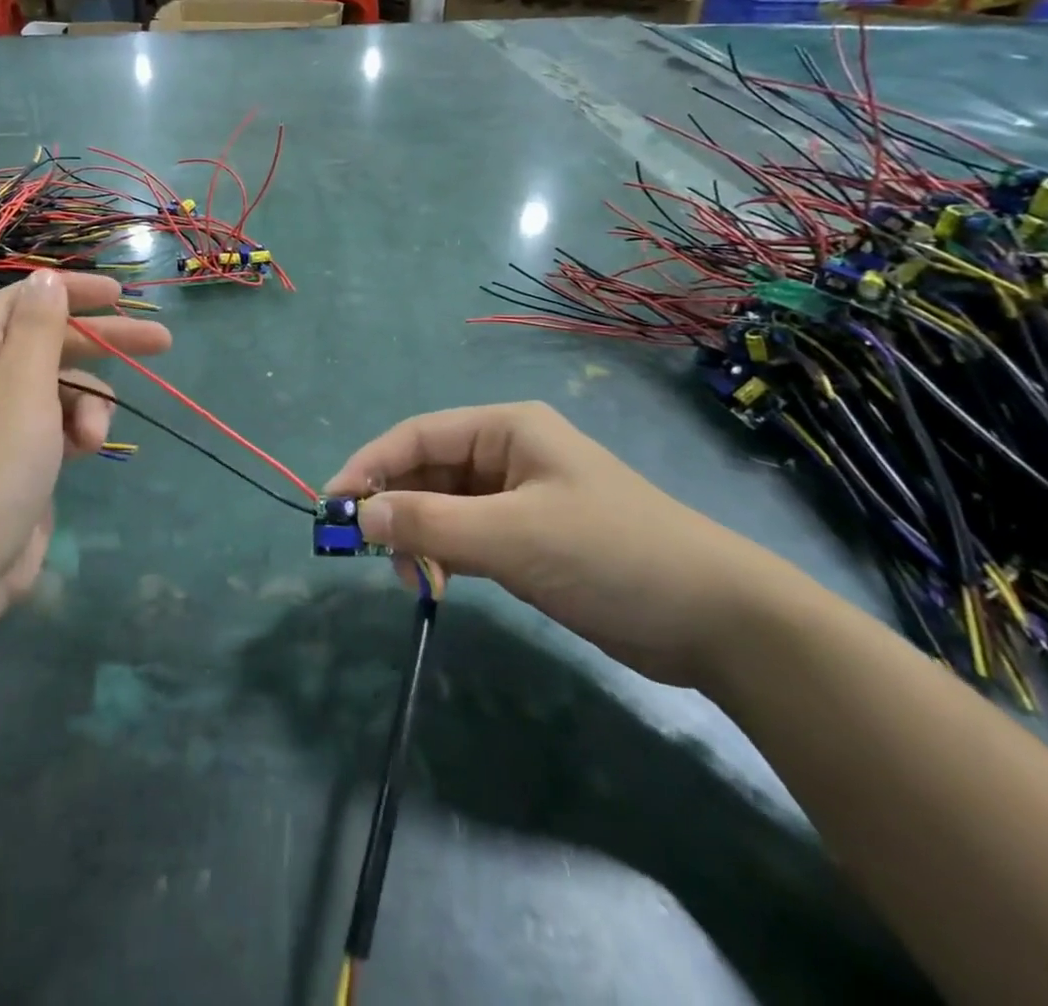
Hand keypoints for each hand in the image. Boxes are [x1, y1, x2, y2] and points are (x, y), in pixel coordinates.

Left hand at [0, 271, 170, 613]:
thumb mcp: (22, 384)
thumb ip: (42, 326)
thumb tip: (47, 278)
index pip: (25, 299)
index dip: (75, 292)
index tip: (123, 295)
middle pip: (49, 341)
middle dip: (103, 346)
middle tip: (161, 342)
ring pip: (59, 384)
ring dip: (87, 403)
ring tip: (93, 437)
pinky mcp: (12, 448)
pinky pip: (55, 419)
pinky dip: (75, 429)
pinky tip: (85, 451)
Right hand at [325, 402, 797, 687]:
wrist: (715, 620)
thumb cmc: (610, 554)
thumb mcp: (513, 536)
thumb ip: (431, 524)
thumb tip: (361, 516)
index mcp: (506, 429)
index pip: (418, 436)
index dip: (369, 465)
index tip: (332, 504)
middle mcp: (507, 454)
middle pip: (427, 471)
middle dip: (395, 507)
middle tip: (368, 553)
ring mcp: (518, 497)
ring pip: (443, 507)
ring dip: (418, 537)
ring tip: (413, 579)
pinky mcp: (528, 538)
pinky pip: (466, 536)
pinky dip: (444, 556)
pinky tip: (437, 584)